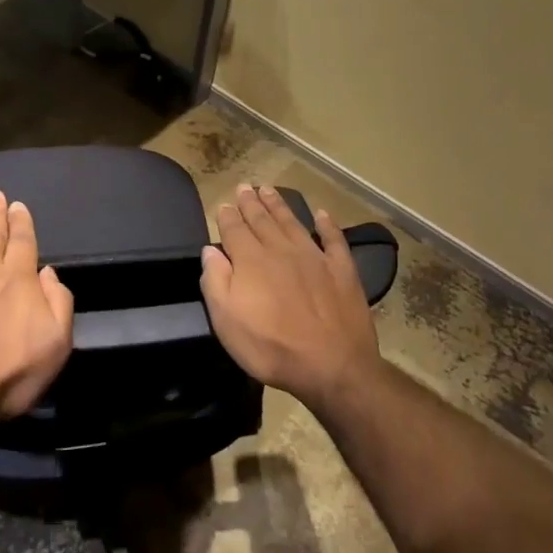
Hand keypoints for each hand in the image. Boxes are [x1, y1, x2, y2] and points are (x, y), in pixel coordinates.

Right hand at [199, 184, 381, 410]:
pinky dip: (327, 225)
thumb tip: (210, 250)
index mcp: (251, 261)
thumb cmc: (271, 348)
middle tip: (244, 187)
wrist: (332, 365)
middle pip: (262, 220)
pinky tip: (322, 214)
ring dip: (279, 205)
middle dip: (251, 203)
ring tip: (269, 189)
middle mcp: (281, 250)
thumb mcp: (227, 321)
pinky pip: (333, 239)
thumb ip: (216, 281)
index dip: (228, 216)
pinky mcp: (342, 270)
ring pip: (292, 222)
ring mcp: (315, 257)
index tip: (224, 204)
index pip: (234, 230)